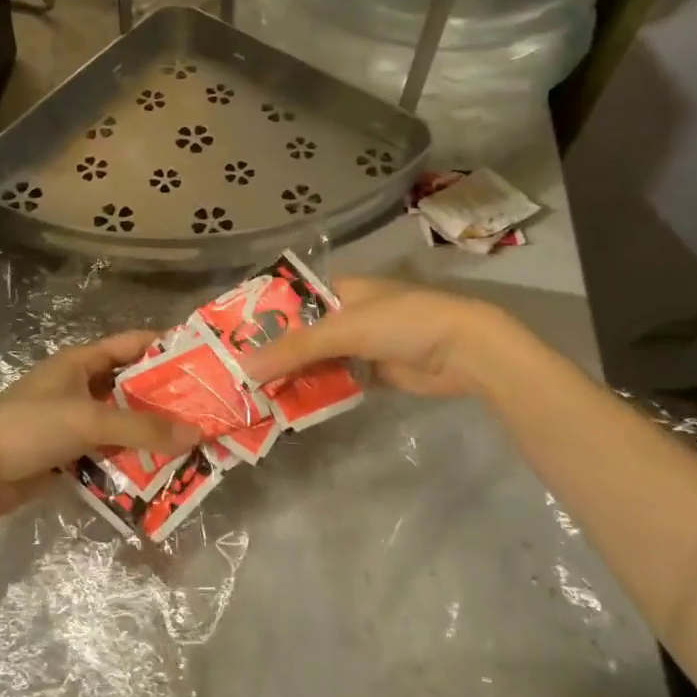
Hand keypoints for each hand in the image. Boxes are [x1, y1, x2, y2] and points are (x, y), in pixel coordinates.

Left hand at [0, 331, 200, 511]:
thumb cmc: (31, 427)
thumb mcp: (89, 420)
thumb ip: (142, 427)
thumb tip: (195, 434)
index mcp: (81, 362)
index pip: (131, 344)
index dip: (165, 348)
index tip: (203, 360)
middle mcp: (80, 385)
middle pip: (130, 387)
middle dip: (164, 399)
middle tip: (205, 411)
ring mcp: (73, 420)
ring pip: (121, 422)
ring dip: (149, 433)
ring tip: (190, 445)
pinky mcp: (67, 452)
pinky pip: (107, 451)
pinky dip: (129, 459)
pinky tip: (158, 471)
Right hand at [244, 276, 502, 397]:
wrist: (464, 351)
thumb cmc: (403, 323)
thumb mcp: (345, 330)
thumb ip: (296, 348)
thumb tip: (245, 368)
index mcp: (341, 290)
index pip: (293, 300)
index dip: (264, 318)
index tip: (232, 339)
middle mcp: (348, 314)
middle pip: (303, 334)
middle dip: (276, 354)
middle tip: (238, 376)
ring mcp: (362, 345)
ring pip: (318, 360)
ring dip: (295, 376)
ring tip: (255, 395)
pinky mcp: (374, 372)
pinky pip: (337, 381)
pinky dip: (318, 391)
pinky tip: (290, 406)